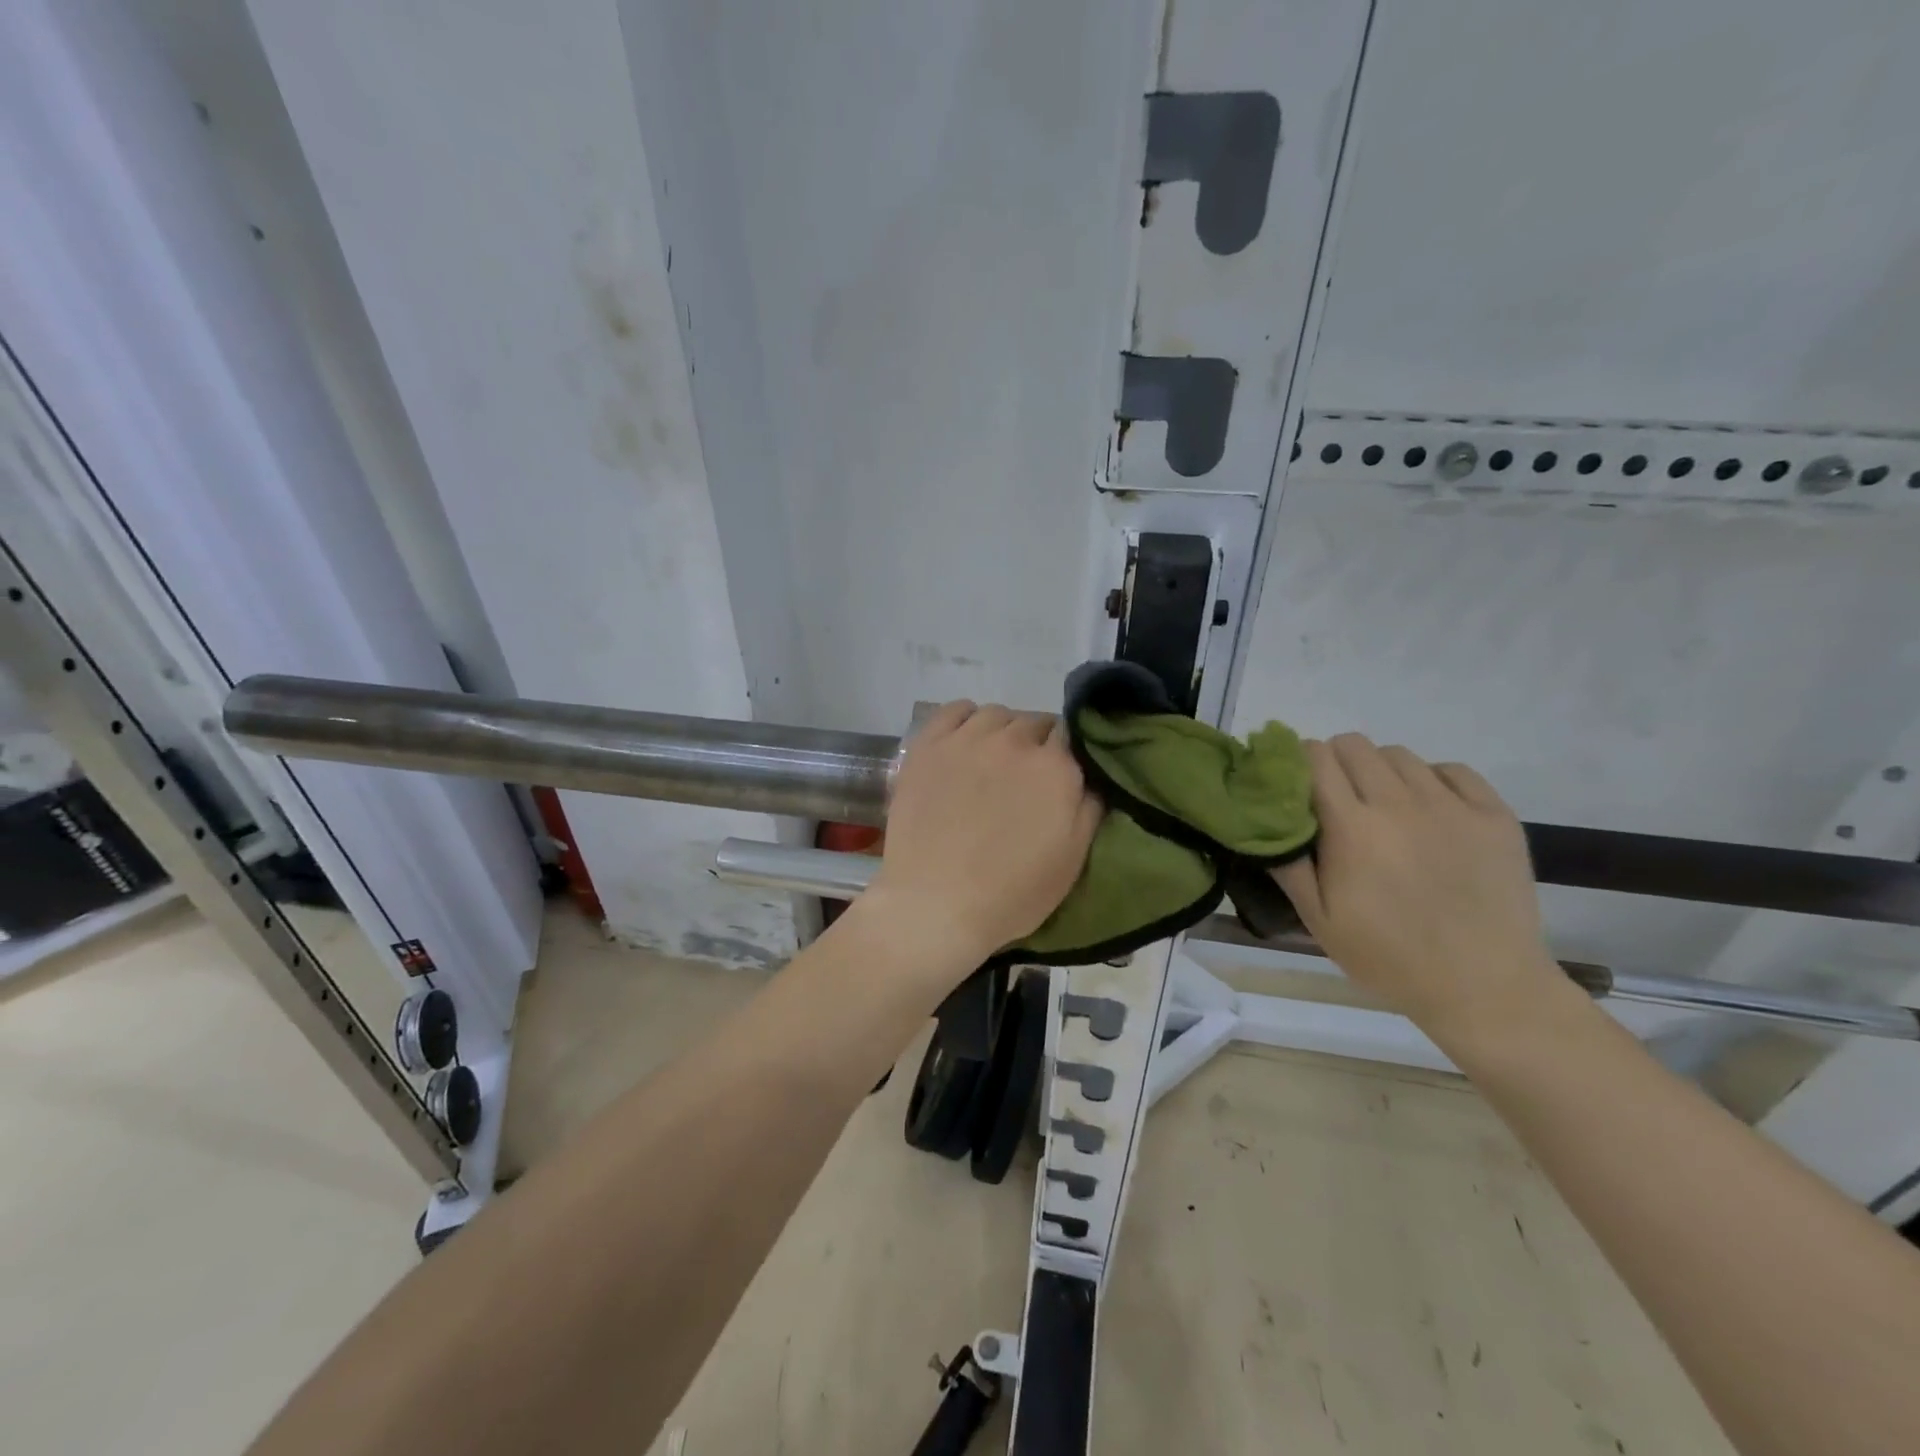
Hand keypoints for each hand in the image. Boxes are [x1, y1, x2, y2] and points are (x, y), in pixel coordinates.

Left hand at [866, 702, 1101, 967]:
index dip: (1068, 754)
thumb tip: (1094, 775)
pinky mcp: (928, 745)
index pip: (1072, 735)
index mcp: (1055, 767)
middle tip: (1025, 778)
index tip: (1060, 776)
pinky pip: (954, 710)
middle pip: (1034, 723)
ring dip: (1003, 731)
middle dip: (1036, 744)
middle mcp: (1014, 741)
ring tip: (993, 761)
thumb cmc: (1010, 893)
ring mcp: (967, 739)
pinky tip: (965, 741)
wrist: (934, 904)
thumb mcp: (1072, 859)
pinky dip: (965, 718)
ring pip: (997, 715)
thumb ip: (1090, 807)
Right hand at [1272, 734, 1563, 1040]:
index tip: (1295, 786)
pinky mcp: (1495, 815)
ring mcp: (1453, 806)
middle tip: (1336, 799)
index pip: (1314, 758)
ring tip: (1383, 808)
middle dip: (1334, 762)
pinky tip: (1428, 813)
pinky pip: (1451, 770)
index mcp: (1352, 829)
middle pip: (1354, 744)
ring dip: (1380, 771)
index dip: (1297, 764)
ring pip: (1399, 754)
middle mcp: (1400, 804)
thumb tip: (1266, 818)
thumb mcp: (1319, 921)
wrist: (1485, 988)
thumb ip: (1288, 863)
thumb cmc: (1389, 957)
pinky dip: (1431, 780)